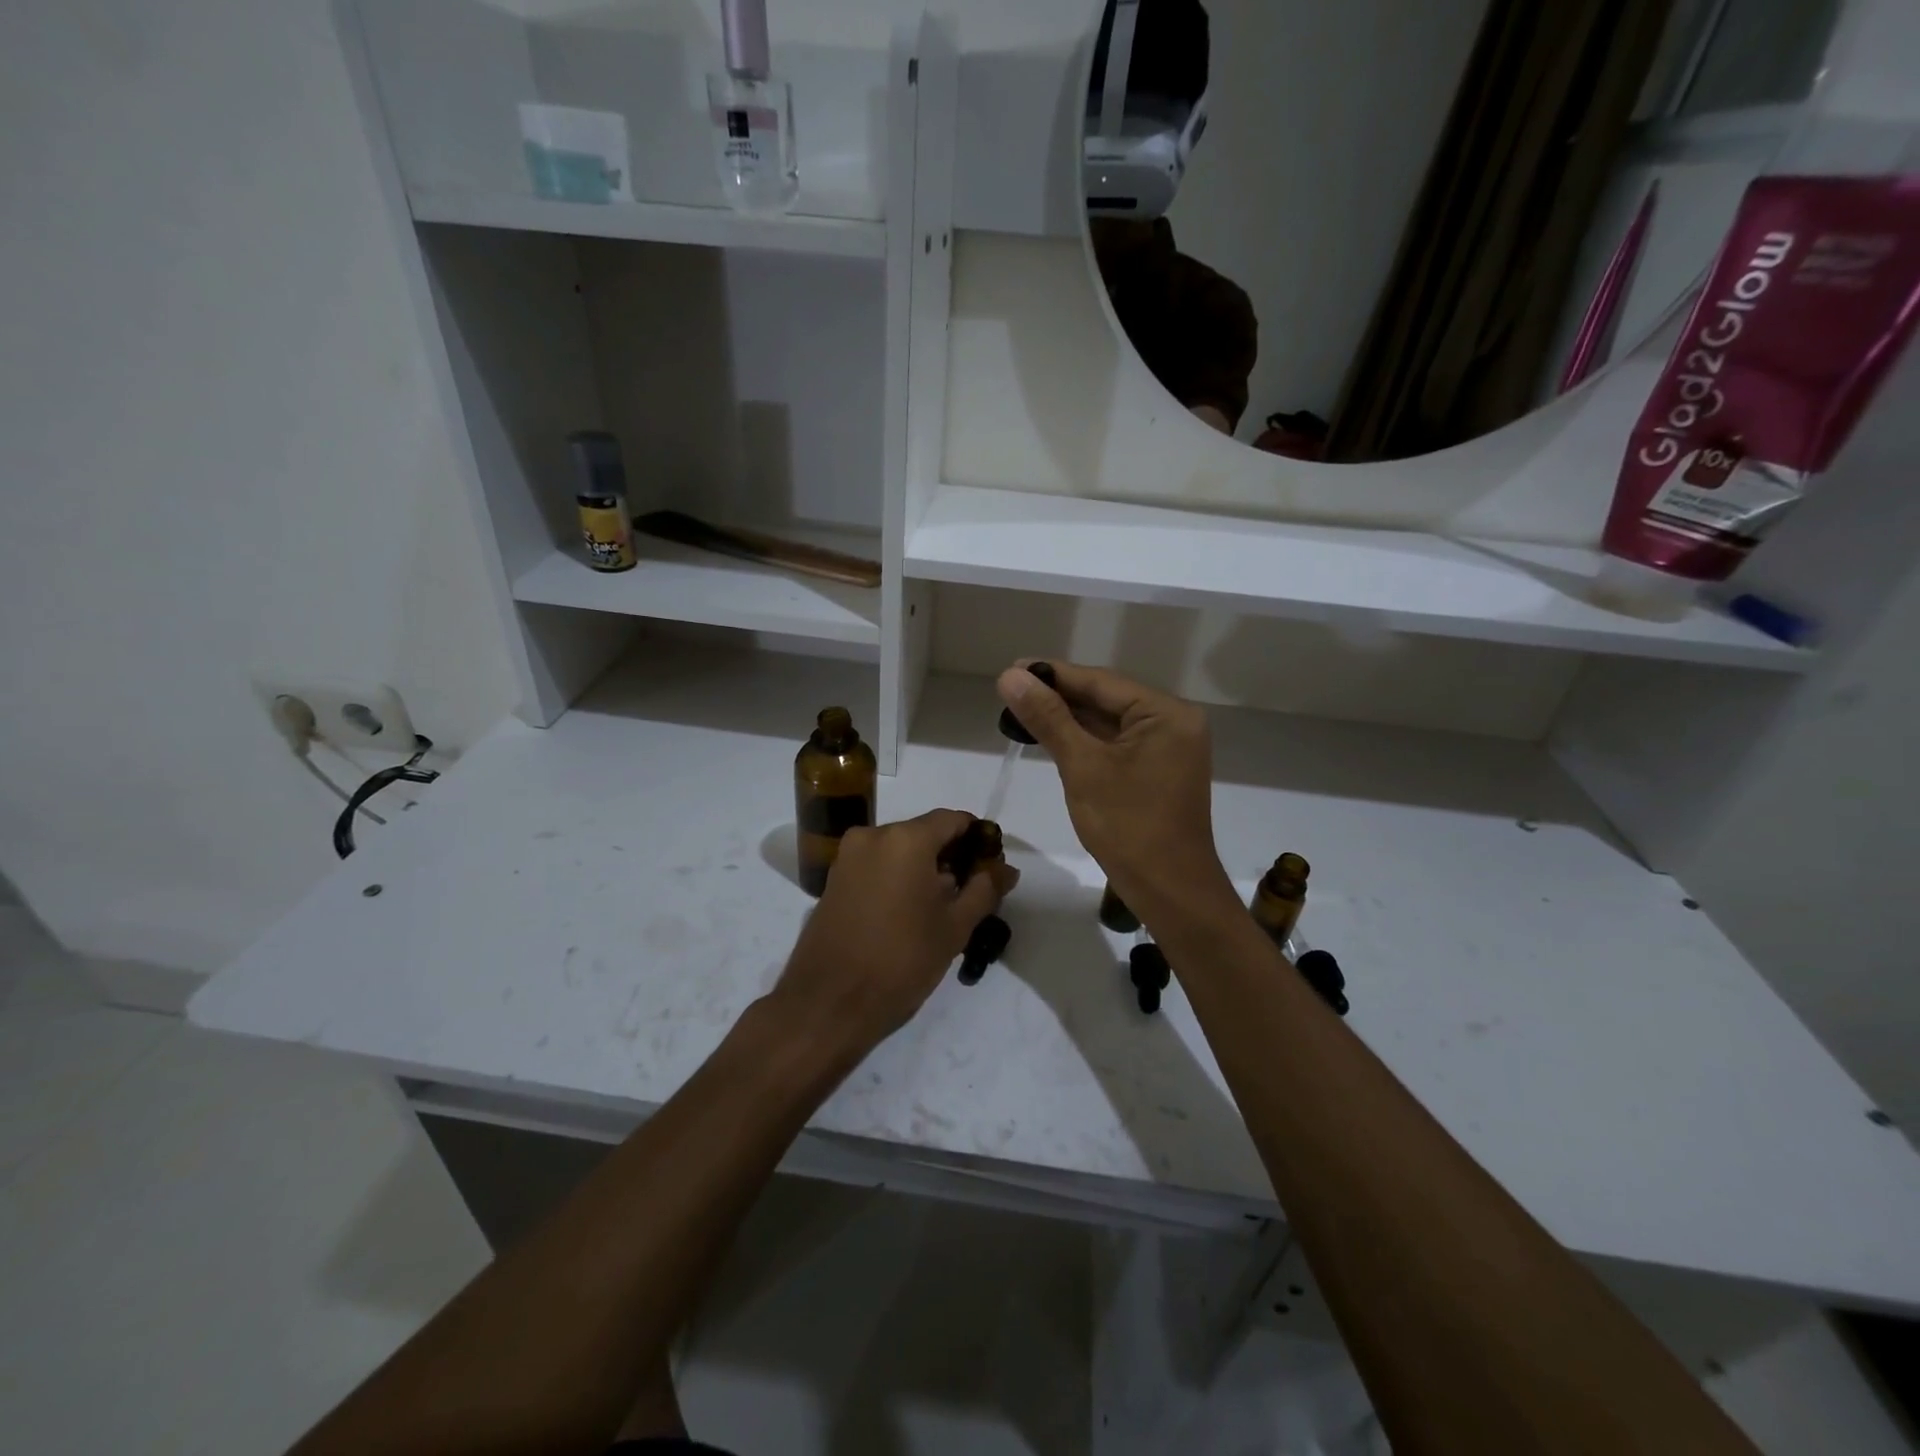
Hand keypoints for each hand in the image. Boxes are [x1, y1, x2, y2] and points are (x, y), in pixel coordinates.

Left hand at [771, 810, 1018, 1056]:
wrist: (828, 1003)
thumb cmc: (901, 961)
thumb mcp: (954, 927)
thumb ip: (984, 890)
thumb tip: (1006, 868)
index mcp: (906, 839)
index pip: (952, 819)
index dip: (977, 839)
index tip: (991, 866)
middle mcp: (873, 836)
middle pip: (924, 833)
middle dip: (950, 856)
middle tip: (971, 892)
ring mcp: (848, 857)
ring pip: (898, 851)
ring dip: (923, 870)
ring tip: (941, 909)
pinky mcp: (833, 880)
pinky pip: (876, 866)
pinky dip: (897, 879)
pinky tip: (908, 914)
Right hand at [997, 661, 1234, 929]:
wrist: (1170, 892)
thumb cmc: (1128, 827)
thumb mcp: (1083, 767)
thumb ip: (1048, 718)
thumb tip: (1010, 676)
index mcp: (1166, 713)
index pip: (1101, 682)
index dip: (1053, 674)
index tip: (1012, 667)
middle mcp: (1173, 723)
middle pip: (1106, 699)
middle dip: (1058, 696)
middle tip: (1009, 689)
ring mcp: (1167, 749)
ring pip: (1108, 722)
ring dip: (1068, 718)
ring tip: (1021, 708)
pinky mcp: (1156, 771)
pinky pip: (1115, 744)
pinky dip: (1083, 740)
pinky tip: (1051, 735)